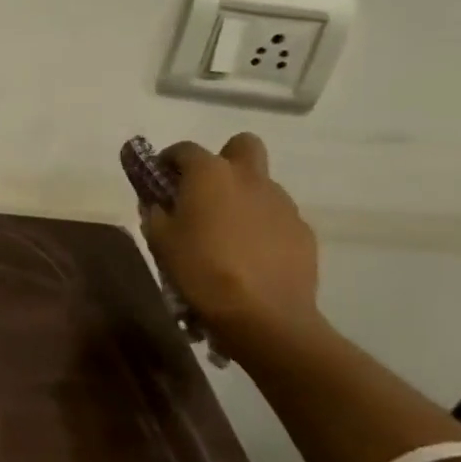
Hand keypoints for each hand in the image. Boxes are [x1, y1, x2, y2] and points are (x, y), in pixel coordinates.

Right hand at [141, 133, 325, 359]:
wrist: (264, 316)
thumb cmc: (200, 270)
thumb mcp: (160, 240)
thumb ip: (156, 212)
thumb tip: (160, 204)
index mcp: (210, 173)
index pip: (185, 149)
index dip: (169, 160)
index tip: (161, 179)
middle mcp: (249, 178)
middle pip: (242, 145)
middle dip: (224, 158)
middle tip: (207, 189)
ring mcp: (283, 204)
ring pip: (262, 184)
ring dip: (244, 196)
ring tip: (228, 231)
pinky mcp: (303, 232)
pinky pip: (278, 216)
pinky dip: (263, 225)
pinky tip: (252, 253)